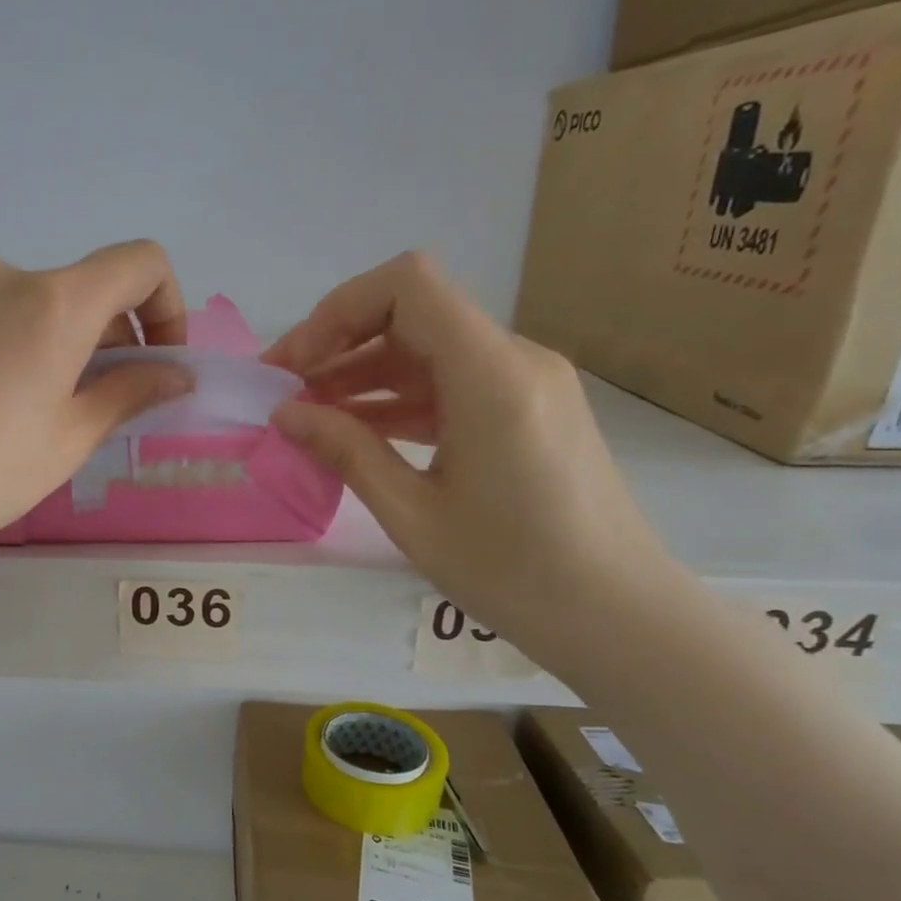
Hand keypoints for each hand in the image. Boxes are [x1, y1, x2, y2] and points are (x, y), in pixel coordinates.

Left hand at [0, 241, 189, 684]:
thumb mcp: (70, 440)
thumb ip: (132, 392)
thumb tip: (178, 373)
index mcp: (55, 304)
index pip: (140, 262)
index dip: (165, 304)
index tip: (152, 357)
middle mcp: (0, 275)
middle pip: (71, 290)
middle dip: (93, 338)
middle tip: (76, 402)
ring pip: (11, 304)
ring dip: (29, 339)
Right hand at [265, 252, 684, 667]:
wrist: (617, 615)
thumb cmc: (513, 572)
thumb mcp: (412, 514)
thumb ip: (347, 451)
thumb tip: (285, 414)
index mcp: (492, 377)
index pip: (408, 286)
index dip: (338, 311)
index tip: (296, 366)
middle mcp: (515, 360)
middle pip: (412, 313)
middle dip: (337, 343)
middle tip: (283, 391)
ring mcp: (526, 382)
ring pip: (427, 348)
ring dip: (362, 373)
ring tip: (307, 415)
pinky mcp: (527, 408)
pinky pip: (450, 381)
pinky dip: (396, 397)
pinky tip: (355, 430)